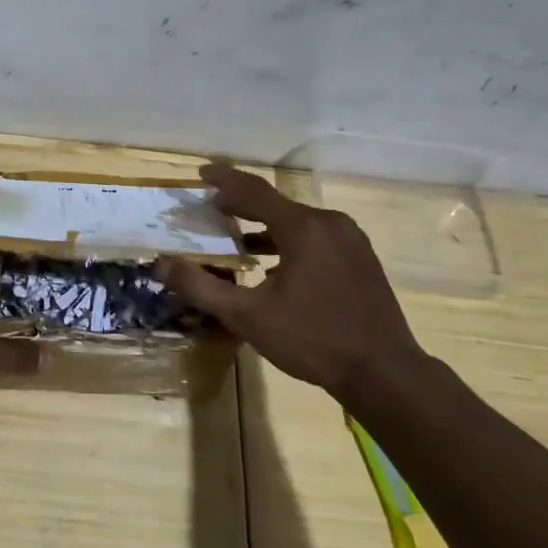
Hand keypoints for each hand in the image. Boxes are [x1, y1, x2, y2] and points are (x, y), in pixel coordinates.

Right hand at [161, 163, 425, 397]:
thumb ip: (201, 287)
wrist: (385, 374)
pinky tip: (275, 266)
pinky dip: (289, 240)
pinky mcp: (361, 259)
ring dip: (265, 225)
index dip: (224, 180)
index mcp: (302, 228)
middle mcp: (329, 223)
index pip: (253, 190)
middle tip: (213, 208)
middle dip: (242, 204)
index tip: (201, 173)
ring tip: (238, 236)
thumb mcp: (247, 316)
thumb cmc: (312, 340)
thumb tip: (162, 264)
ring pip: (298, 221)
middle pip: (276, 203)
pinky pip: (316, 236)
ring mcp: (350, 241)